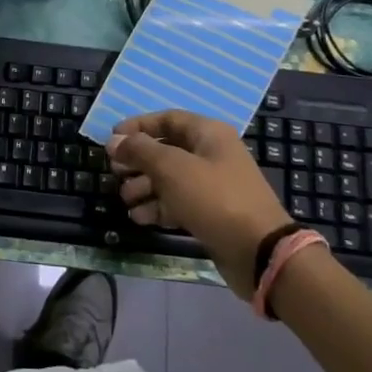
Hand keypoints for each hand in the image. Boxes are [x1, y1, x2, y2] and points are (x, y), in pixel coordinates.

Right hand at [107, 111, 291, 298]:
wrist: (259, 252)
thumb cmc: (214, 198)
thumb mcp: (172, 168)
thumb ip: (140, 150)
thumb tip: (114, 141)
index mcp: (208, 134)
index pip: (167, 119)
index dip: (138, 127)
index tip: (112, 140)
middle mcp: (212, 155)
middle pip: (167, 150)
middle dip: (138, 160)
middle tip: (115, 171)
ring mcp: (213, 186)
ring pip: (170, 179)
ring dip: (144, 187)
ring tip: (124, 199)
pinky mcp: (212, 214)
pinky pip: (179, 203)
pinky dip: (158, 207)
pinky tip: (139, 218)